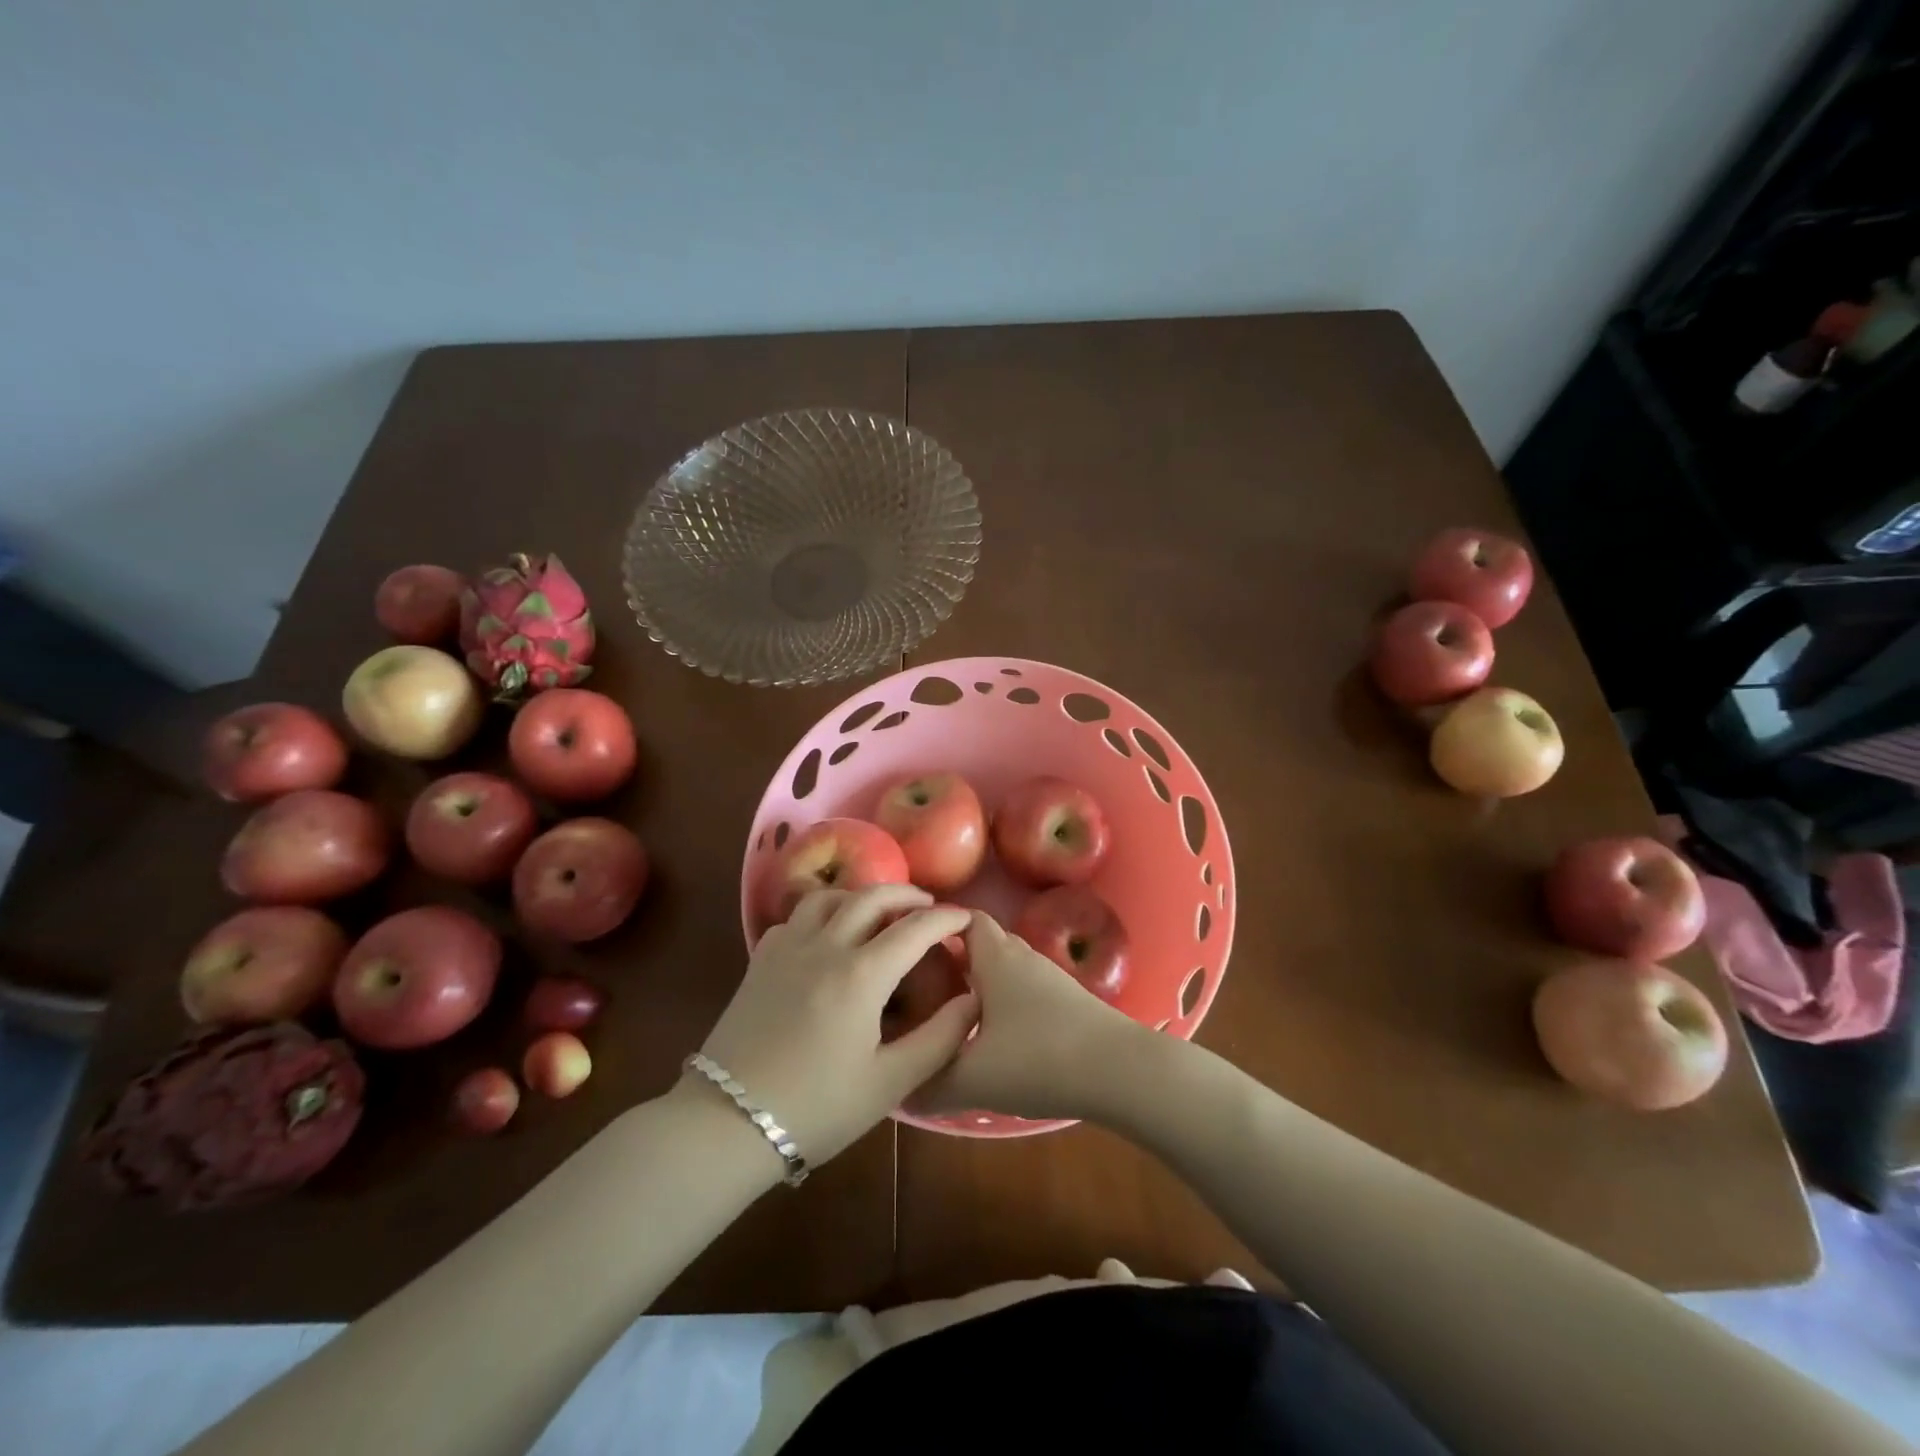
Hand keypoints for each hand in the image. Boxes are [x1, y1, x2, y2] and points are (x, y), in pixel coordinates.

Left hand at [691, 886, 975, 1166]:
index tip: (967, 918)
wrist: (727, 1123)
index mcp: (861, 974)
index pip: (915, 928)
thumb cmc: (816, 1108)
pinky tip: (827, 933)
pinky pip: (796, 917)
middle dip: (907, 895)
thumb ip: (940, 1038)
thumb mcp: (890, 1083)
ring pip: (830, 897)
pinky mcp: (761, 960)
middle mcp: (825, 946)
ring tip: (879, 912)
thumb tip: (972, 1000)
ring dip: (862, 896)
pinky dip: (823, 911)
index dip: (947, 918)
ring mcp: (788, 948)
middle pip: (872, 897)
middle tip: (928, 906)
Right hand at [916, 910, 1144, 1121]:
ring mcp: (1050, 978)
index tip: (907, 947)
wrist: (1122, 1072)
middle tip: (921, 983)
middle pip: (983, 942)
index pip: (962, 918)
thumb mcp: (972, 1078)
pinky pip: (1024, 989)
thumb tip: (897, 1092)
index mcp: (995, 957)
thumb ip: (928, 1084)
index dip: (934, 925)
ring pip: (1006, 968)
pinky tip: (995, 1037)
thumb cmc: (1039, 1059)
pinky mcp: (1069, 1002)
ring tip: (951, 1011)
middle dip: (954, 956)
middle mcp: (1022, 957)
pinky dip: (1004, 1001)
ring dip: (981, 981)